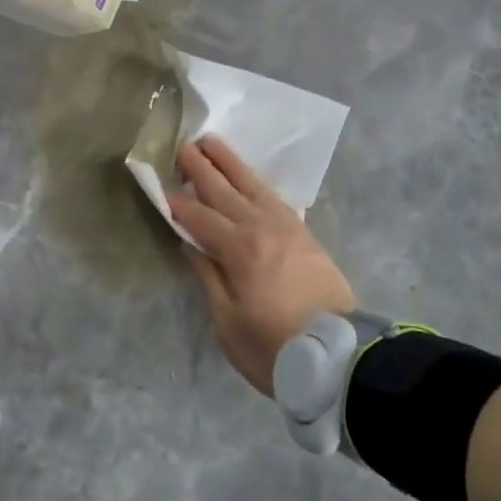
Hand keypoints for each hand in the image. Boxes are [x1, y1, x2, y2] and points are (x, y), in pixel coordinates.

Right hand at [168, 136, 356, 395]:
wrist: (340, 357)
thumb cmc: (275, 348)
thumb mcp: (229, 323)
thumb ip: (209, 277)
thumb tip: (191, 243)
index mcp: (240, 250)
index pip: (200, 217)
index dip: (178, 203)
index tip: (160, 184)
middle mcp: (262, 228)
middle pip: (225, 191)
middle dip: (201, 168)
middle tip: (183, 145)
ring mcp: (287, 227)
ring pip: (252, 185)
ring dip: (229, 163)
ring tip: (211, 143)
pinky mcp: (304, 234)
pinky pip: (273, 197)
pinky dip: (255, 182)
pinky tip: (248, 179)